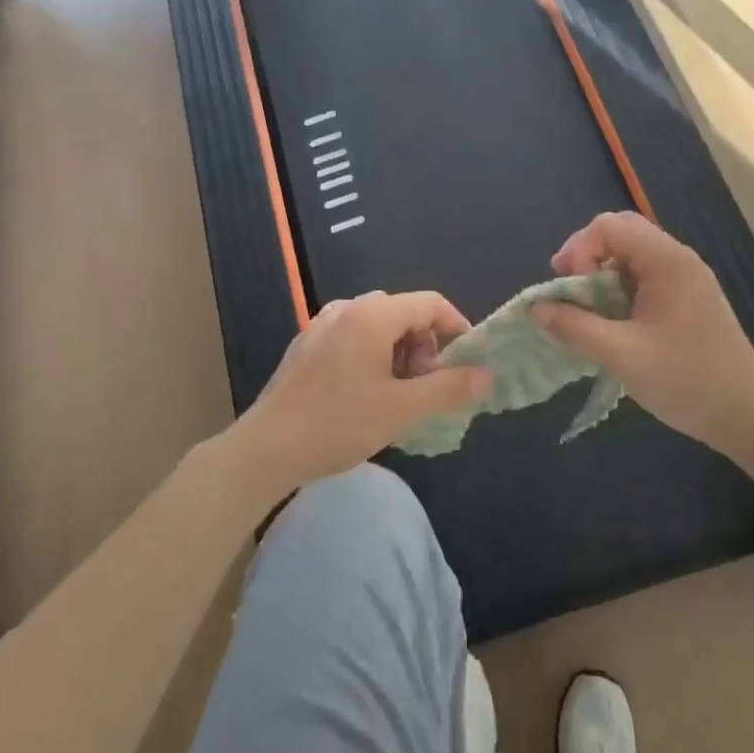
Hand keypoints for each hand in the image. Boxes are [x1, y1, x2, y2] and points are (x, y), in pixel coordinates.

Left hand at [232, 290, 490, 492]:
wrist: (266, 449)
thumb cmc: (338, 423)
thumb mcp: (402, 409)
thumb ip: (448, 388)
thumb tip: (487, 376)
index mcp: (372, 315)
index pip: (430, 303)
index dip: (456, 327)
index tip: (467, 362)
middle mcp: (346, 310)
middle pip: (403, 313)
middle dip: (425, 346)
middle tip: (426, 387)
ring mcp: (321, 326)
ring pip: (377, 327)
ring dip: (400, 354)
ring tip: (399, 396)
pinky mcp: (306, 347)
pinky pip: (353, 339)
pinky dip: (373, 357)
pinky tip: (367, 396)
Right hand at [532, 212, 753, 453]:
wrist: (749, 416)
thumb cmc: (686, 381)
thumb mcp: (622, 356)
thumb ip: (575, 327)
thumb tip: (535, 308)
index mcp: (667, 262)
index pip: (609, 226)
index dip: (579, 250)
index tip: (569, 289)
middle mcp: (677, 260)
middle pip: (620, 234)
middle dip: (585, 258)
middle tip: (567, 293)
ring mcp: (685, 279)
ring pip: (630, 256)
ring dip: (600, 276)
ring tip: (585, 312)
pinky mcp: (686, 300)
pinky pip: (643, 278)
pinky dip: (618, 291)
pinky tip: (610, 323)